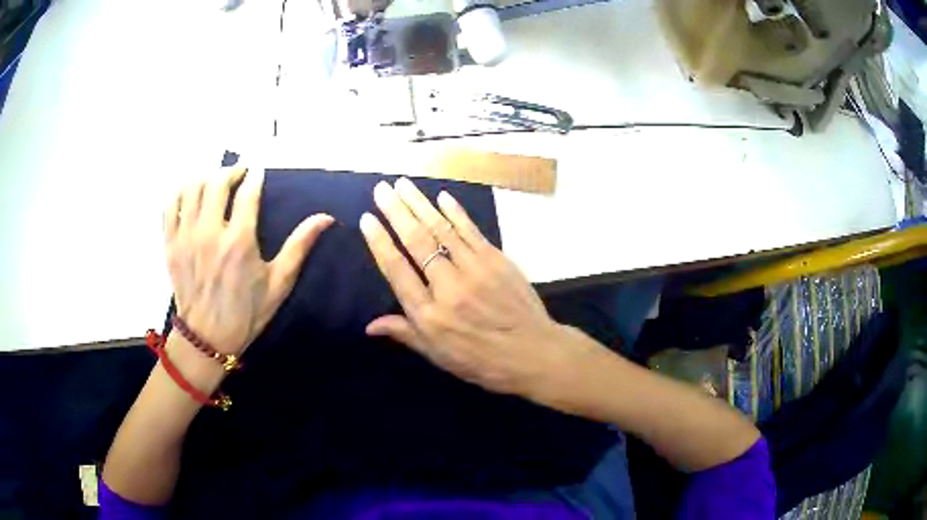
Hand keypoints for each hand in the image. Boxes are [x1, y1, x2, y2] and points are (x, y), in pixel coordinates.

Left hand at [164, 166, 333, 354]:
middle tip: (240, 173)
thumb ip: (299, 246)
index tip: (259, 171)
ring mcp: (186, 236)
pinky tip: (191, 196)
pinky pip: (171, 206)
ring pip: (192, 188)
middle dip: (231, 170)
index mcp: (239, 241)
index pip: (247, 192)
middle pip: (217, 182)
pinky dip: (181, 193)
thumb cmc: (246, 312)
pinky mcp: (170, 244)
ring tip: (215, 182)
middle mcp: (210, 232)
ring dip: (206, 177)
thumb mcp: (279, 283)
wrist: (207, 339)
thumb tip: (326, 217)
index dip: (255, 176)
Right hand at [360, 178, 595, 397]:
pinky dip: (456, 212)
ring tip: (403, 184)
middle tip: (381, 189)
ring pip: (441, 229)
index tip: (367, 219)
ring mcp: (474, 269)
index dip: (379, 242)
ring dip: (420, 203)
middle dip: (396, 212)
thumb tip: (369, 325)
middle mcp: (448, 287)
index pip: (396, 270)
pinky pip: (471, 230)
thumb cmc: (482, 361)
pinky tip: (442, 196)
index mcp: (429, 314)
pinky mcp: (497, 260)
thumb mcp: (438, 356)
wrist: (533, 353)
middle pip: (416, 241)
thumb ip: (405, 334)